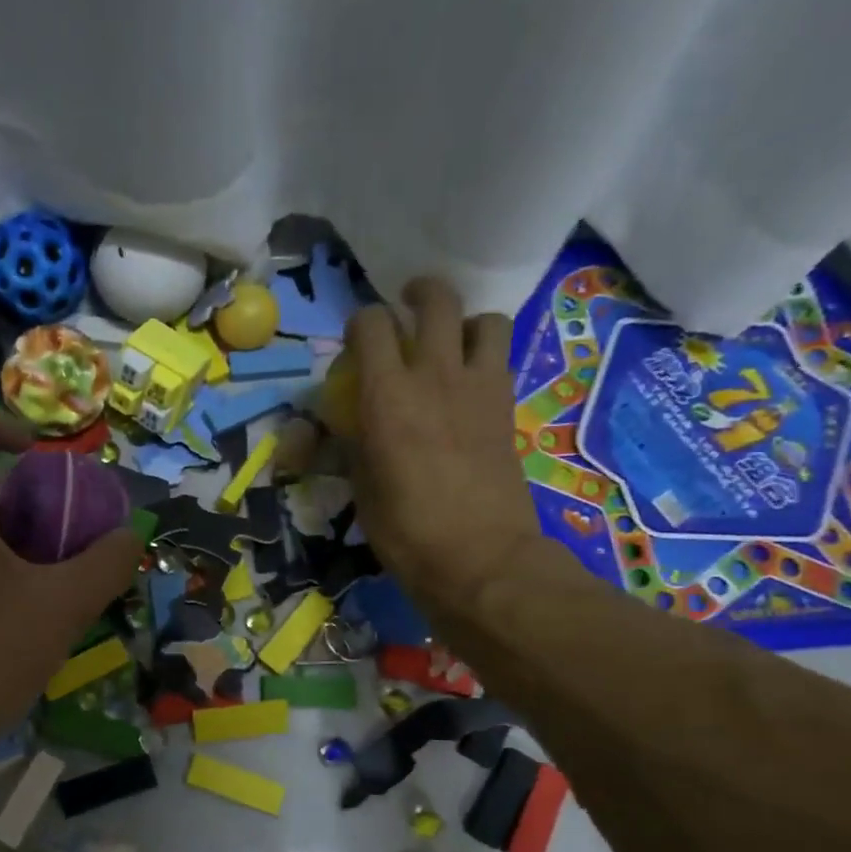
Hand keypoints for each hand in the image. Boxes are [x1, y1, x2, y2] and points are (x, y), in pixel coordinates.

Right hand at [347, 277, 545, 625]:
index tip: (356, 343)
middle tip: (406, 306)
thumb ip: (352, 442)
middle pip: (435, 300)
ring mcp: (479, 387)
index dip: (361, 324)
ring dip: (463, 321)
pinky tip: (470, 380)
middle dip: (418, 294)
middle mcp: (435, 375)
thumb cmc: (406, 530)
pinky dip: (485, 354)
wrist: (479, 557)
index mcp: (387, 395)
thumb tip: (344, 424)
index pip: (372, 325)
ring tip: (450, 341)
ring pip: (483, 318)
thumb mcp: (361, 487)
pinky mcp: (506, 406)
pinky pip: (501, 356)